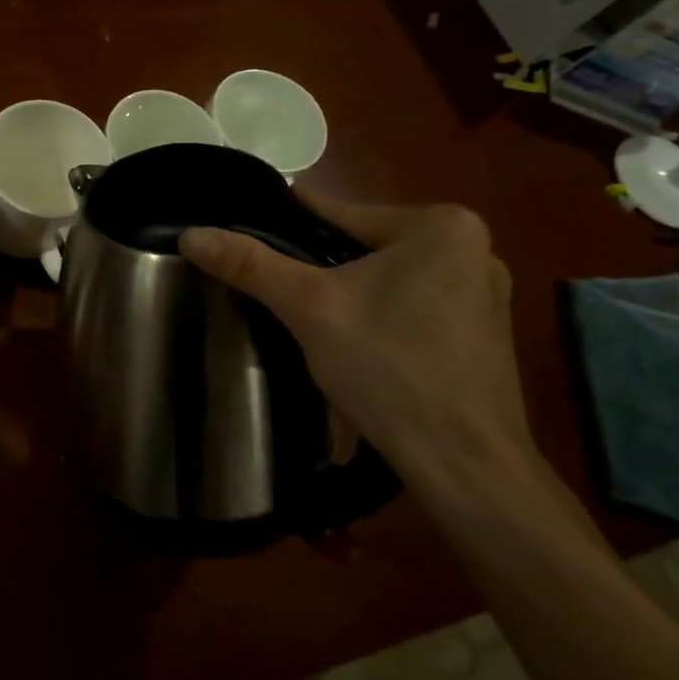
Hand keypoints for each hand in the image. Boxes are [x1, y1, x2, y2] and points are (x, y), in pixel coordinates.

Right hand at [179, 190, 531, 492]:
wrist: (466, 465)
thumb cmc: (389, 368)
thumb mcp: (309, 308)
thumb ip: (250, 265)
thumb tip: (191, 234)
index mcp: (441, 226)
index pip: (339, 214)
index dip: (287, 230)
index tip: (248, 238)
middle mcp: (474, 248)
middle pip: (364, 249)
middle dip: (321, 274)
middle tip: (278, 296)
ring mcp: (487, 294)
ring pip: (388, 282)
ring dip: (350, 299)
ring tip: (309, 325)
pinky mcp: (487, 335)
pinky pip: (414, 310)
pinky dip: (382, 322)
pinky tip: (357, 351)